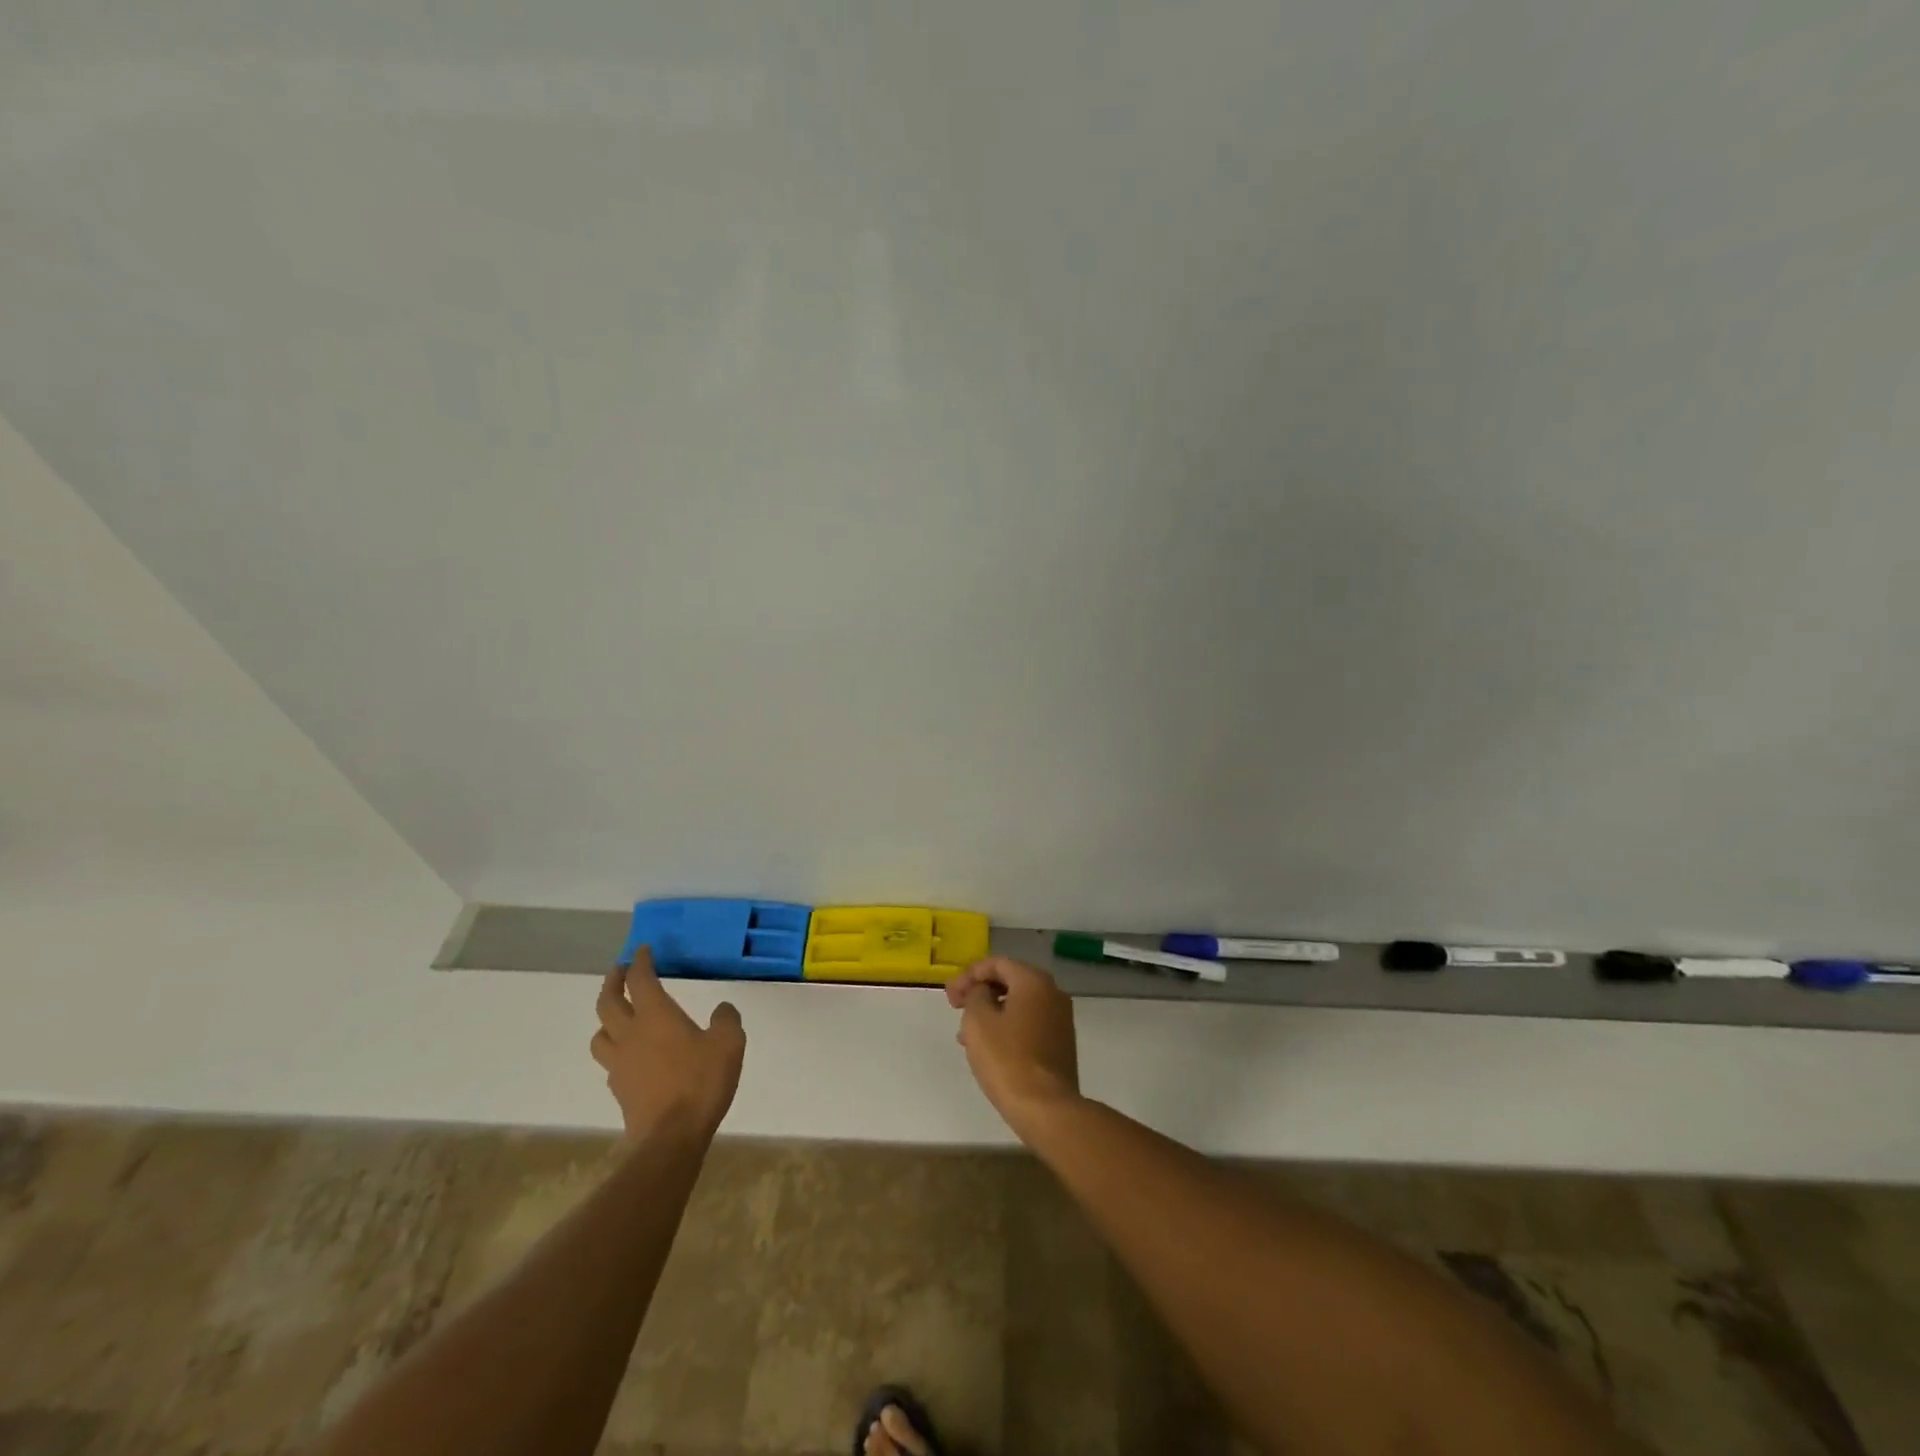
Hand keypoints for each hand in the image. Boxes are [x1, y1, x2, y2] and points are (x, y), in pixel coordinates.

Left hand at [592, 949, 745, 1139]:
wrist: (670, 1137)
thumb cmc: (700, 1082)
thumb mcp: (729, 1044)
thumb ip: (726, 1020)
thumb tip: (722, 1009)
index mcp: (656, 1016)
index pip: (640, 980)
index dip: (640, 962)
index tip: (643, 950)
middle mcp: (631, 1034)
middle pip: (607, 1002)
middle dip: (613, 982)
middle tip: (620, 971)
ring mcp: (620, 1063)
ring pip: (600, 1033)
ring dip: (606, 1018)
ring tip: (618, 1014)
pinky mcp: (619, 1089)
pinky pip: (609, 1060)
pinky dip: (615, 1048)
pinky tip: (630, 1054)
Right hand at [946, 956, 1080, 1134]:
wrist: (1047, 1108)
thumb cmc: (1008, 1059)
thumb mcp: (978, 1020)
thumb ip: (976, 995)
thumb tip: (982, 992)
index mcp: (1034, 981)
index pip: (996, 963)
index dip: (968, 975)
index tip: (949, 996)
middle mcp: (1052, 993)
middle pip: (1009, 981)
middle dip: (979, 992)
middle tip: (956, 1009)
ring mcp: (1060, 1019)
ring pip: (1018, 1004)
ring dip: (990, 1012)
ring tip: (966, 1035)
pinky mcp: (1061, 1043)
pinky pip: (1028, 1023)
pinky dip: (1007, 1027)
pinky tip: (989, 1048)